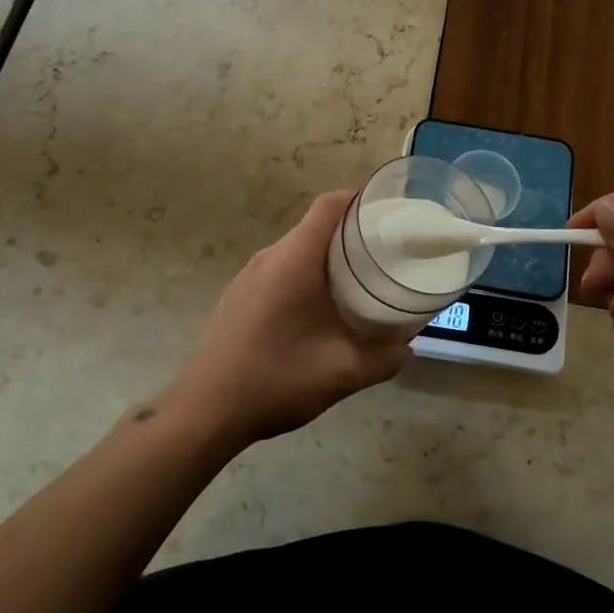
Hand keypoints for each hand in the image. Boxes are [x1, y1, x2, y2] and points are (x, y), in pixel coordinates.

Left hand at [171, 191, 410, 446]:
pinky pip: (281, 269)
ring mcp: (249, 275)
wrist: (205, 411)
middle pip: (316, 226)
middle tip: (385, 254)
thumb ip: (384, 358)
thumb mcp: (342, 373)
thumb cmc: (275, 380)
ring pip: (298, 249)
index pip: (330, 205)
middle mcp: (270, 256)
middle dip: (352, 234)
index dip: (361, 201)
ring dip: (329, 257)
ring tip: (360, 281)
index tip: (389, 215)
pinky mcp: (240, 295)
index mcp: (294, 259)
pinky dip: (307, 274)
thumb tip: (407, 345)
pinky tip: (320, 309)